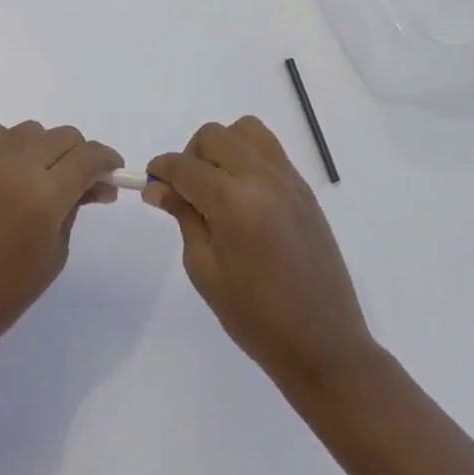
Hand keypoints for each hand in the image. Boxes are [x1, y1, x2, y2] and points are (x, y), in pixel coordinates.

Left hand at [0, 122, 123, 371]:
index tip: (113, 173)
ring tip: (44, 178)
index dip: (107, 160)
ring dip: (46, 147)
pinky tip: (13, 172)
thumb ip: (75, 209)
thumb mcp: (55, 253)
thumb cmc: (6, 293)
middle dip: (80, 154)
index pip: (88, 156)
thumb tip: (96, 184)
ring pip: (31, 130)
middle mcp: (16, 166)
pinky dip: (13, 145)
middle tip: (82, 183)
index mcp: (45, 195)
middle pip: (63, 136)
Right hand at [146, 117, 376, 394]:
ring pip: (246, 130)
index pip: (185, 166)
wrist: (323, 344)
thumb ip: (183, 217)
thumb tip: (157, 187)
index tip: (151, 183)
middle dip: (190, 155)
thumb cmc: (254, 317)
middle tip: (185, 190)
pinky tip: (242, 194)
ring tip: (216, 185)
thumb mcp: (204, 269)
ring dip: (222, 147)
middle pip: (214, 136)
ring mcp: (289, 180)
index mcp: (234, 204)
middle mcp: (263, 180)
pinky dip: (247, 157)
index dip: (161, 169)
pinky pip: (269, 149)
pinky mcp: (305, 189)